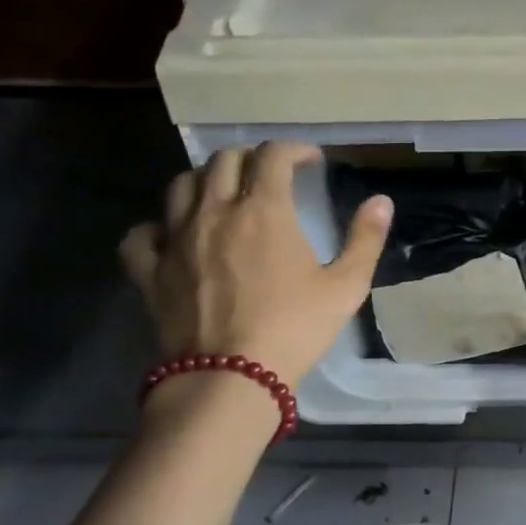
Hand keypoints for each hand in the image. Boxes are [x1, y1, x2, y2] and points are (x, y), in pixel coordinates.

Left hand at [120, 143, 391, 389]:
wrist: (231, 375)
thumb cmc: (296, 328)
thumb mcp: (346, 286)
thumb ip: (365, 239)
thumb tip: (381, 201)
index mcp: (264, 210)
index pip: (273, 156)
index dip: (293, 149)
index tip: (310, 160)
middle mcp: (215, 211)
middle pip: (224, 161)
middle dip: (250, 158)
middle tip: (270, 174)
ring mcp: (176, 238)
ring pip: (181, 185)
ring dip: (206, 180)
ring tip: (223, 194)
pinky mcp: (151, 270)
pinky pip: (143, 233)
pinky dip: (158, 226)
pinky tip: (172, 235)